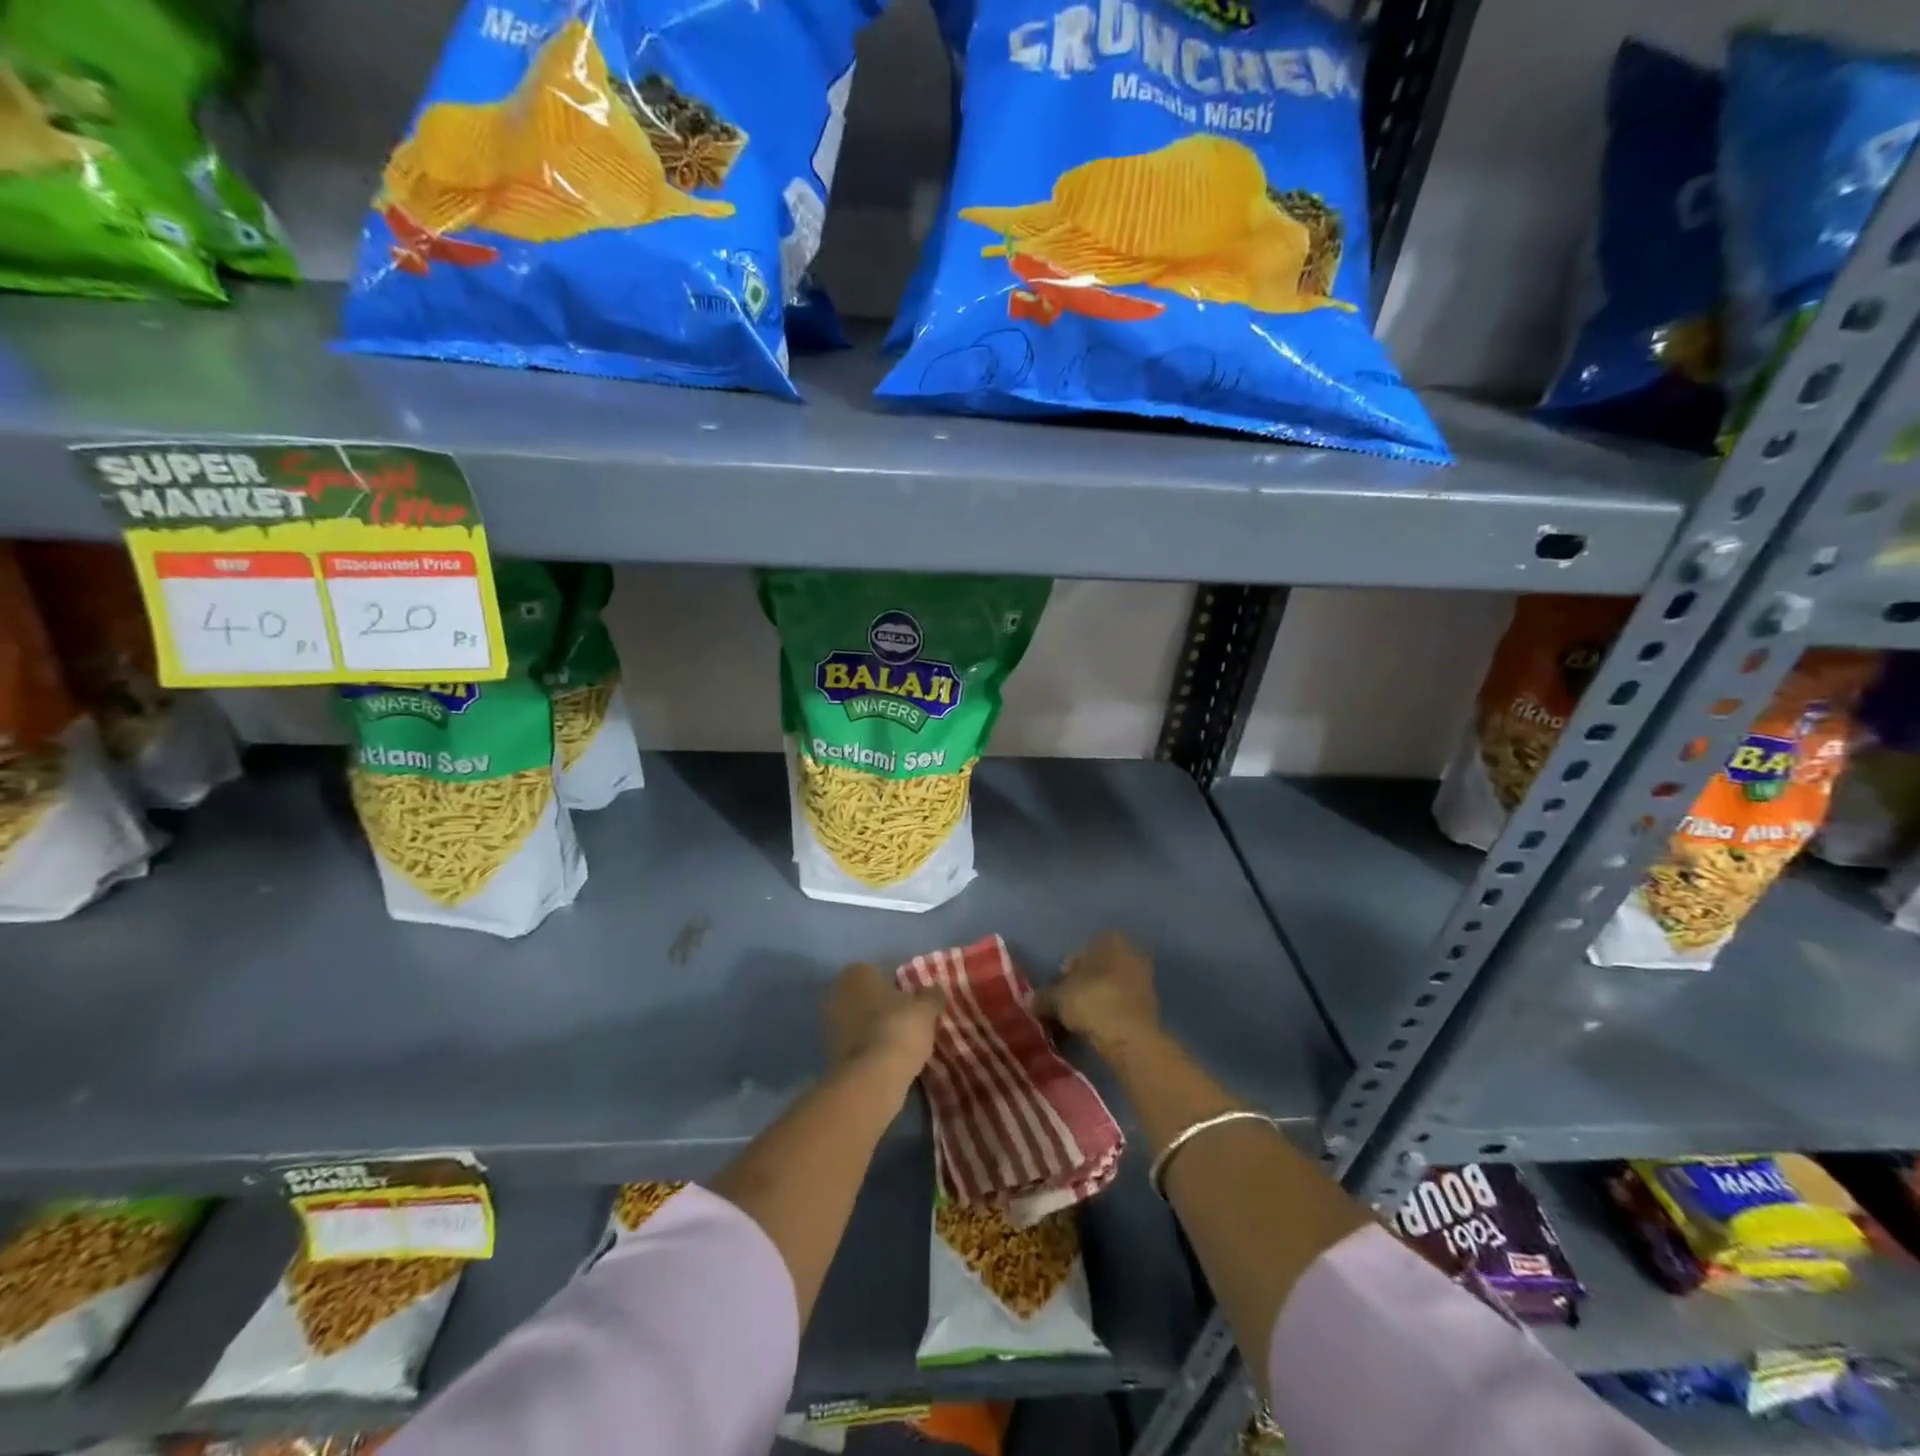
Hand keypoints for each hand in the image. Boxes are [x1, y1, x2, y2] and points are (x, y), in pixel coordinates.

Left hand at [825, 963, 943, 1080]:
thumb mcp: (925, 1010)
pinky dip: (868, 1048)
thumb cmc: (899, 1029)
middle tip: (906, 1018)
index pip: (877, 971)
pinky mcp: (830, 1053)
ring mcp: (830, 1024)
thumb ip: (931, 996)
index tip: (910, 998)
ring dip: (874, 1028)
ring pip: (858, 1020)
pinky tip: (887, 1058)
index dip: (894, 984)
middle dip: (881, 1006)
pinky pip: (855, 1044)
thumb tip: (936, 990)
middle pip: (865, 996)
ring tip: (900, 1041)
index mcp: (857, 973)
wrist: (872, 1078)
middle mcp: (838, 993)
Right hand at [1048, 931, 1159, 1054]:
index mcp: (1110, 939)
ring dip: (1096, 998)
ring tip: (1079, 1018)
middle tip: (1066, 1003)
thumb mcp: (1059, 998)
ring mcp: (1144, 978)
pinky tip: (1096, 1026)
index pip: (1080, 951)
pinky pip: (1121, 1003)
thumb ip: (1043, 997)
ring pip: (1110, 985)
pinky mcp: (1151, 1004)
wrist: (1132, 1038)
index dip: (1065, 970)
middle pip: (1097, 967)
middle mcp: (1131, 952)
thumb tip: (1029, 1001)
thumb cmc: (1093, 1002)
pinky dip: (1109, 1011)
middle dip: (1082, 983)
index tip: (1057, 989)